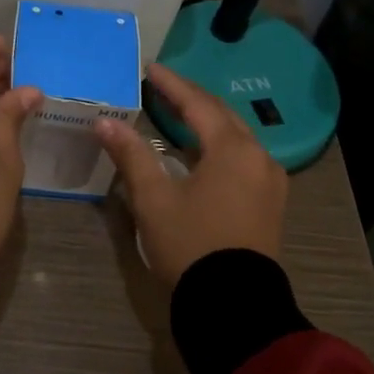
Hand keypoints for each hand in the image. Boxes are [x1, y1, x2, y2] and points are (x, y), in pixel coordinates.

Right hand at [95, 63, 287, 285]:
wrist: (234, 305)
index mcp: (232, 149)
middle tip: (162, 88)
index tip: (150, 69)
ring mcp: (269, 181)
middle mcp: (258, 157)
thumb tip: (104, 122)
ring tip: (178, 115)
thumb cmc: (191, 245)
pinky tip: (202, 152)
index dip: (171, 85)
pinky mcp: (270, 202)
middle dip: (191, 99)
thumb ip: (131, 155)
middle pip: (221, 116)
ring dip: (207, 122)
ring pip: (235, 137)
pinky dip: (220, 146)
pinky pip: (244, 158)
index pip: (197, 105)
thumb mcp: (154, 200)